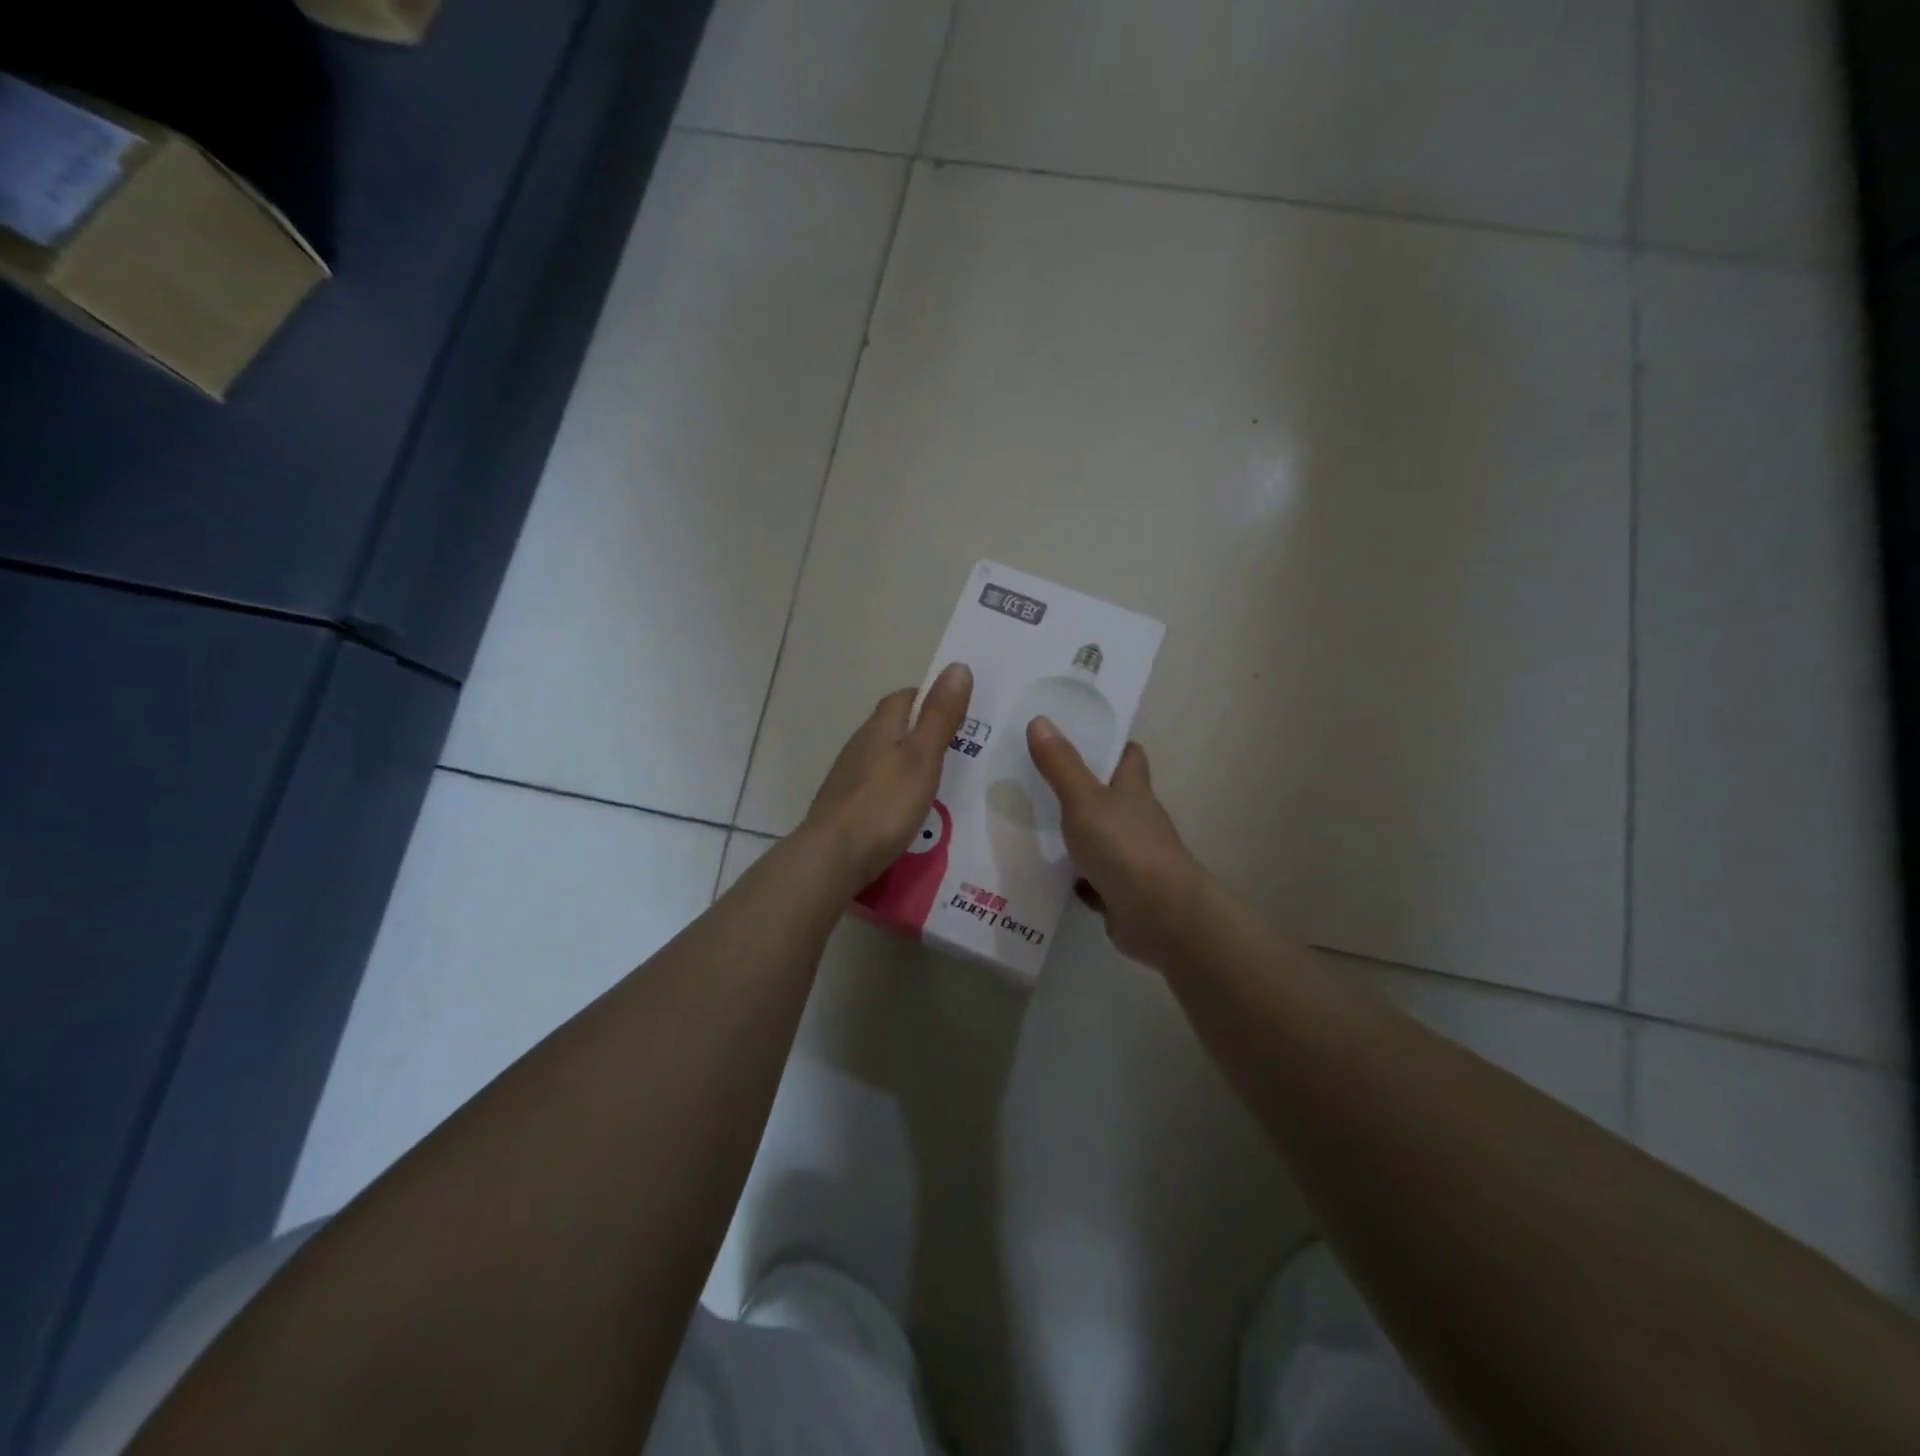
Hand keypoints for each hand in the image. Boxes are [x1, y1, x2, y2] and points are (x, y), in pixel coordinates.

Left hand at [805, 663, 972, 885]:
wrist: (833, 855)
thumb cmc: (885, 803)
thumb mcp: (923, 757)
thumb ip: (940, 716)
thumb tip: (957, 666)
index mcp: (880, 728)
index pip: (903, 697)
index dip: (928, 698)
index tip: (954, 712)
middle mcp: (859, 745)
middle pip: (891, 727)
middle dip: (919, 732)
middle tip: (954, 750)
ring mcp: (847, 776)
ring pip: (882, 757)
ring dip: (905, 762)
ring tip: (934, 782)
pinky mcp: (843, 805)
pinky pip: (874, 786)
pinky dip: (893, 790)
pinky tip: (905, 810)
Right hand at [1027, 719, 1207, 972]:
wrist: (1159, 915)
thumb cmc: (1124, 846)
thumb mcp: (1084, 800)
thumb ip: (1061, 765)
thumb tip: (1040, 719)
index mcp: (1133, 790)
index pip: (1128, 755)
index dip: (1109, 744)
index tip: (1078, 736)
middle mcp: (1137, 820)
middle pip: (1111, 796)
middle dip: (1082, 788)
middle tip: (1038, 778)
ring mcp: (1132, 858)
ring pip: (1101, 838)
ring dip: (1076, 835)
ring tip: (1032, 824)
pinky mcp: (1122, 892)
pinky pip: (1095, 879)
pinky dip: (1077, 877)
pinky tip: (1049, 874)